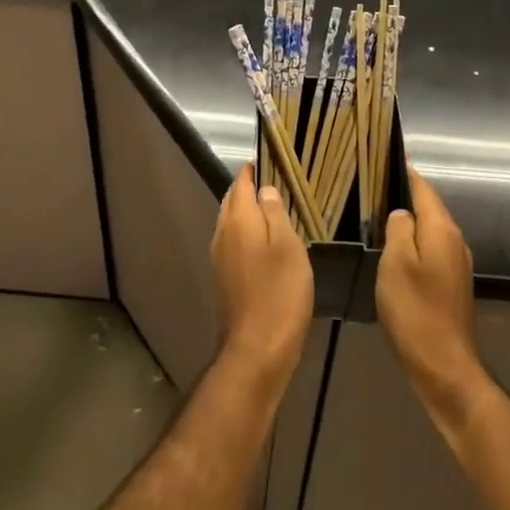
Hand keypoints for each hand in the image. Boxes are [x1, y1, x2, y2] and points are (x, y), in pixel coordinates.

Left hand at [212, 163, 314, 389]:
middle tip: (277, 179)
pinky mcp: (226, 278)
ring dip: (248, 210)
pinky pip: (235, 241)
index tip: (272, 158)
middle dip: (249, 187)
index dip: (254, 168)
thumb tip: (265, 189)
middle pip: (233, 200)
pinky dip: (248, 231)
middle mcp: (223, 233)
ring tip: (275, 206)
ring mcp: (221, 257)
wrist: (256, 351)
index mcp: (238, 220)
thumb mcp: (288, 247)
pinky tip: (266, 240)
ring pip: (232, 221)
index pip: (242, 183)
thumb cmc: (279, 293)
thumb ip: (275, 214)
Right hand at [377, 165, 486, 422]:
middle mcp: (455, 241)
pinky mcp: (453, 285)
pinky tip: (395, 252)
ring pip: (430, 231)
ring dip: (409, 223)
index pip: (423, 188)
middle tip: (373, 188)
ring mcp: (457, 265)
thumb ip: (398, 229)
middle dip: (404, 196)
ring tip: (378, 216)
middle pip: (429, 208)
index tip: (384, 158)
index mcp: (442, 229)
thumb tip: (400, 213)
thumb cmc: (415, 310)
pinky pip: (431, 251)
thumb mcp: (395, 263)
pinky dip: (414, 245)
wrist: (444, 367)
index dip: (405, 173)